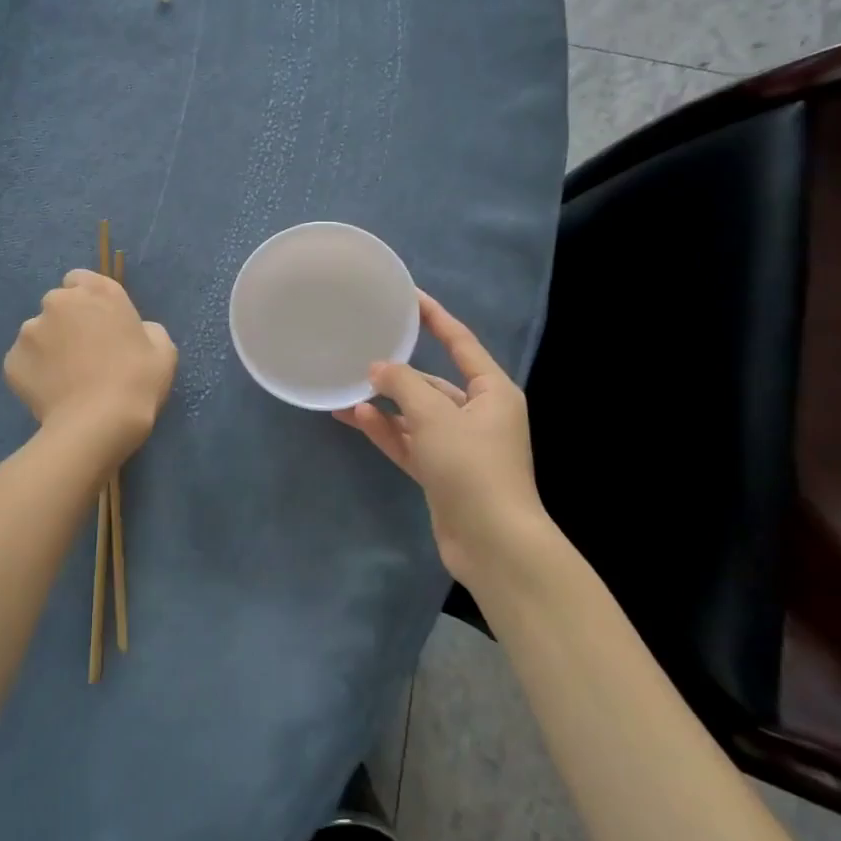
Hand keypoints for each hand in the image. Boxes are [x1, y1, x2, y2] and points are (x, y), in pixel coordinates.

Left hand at [5, 270, 177, 460]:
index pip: (80, 279)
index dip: (88, 302)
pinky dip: (35, 373)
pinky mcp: (12, 360)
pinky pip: (25, 362)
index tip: (98, 325)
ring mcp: (30, 330)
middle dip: (67, 323)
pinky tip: (52, 394)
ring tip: (66, 380)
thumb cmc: (138, 382)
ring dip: (49, 348)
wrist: (98, 423)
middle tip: (84, 355)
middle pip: (58, 305)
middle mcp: (59, 302)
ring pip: (38, 334)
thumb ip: (146, 329)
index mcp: (99, 292)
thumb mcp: (163, 350)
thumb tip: (135, 332)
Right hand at [333, 291, 556, 586]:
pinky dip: (386, 431)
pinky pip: (410, 442)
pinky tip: (355, 417)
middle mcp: (478, 414)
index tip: (409, 296)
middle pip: (433, 382)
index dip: (435, 318)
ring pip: (416, 415)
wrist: (493, 543)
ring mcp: (458, 446)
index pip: (461, 343)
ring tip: (347, 389)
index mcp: (492, 391)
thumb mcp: (435, 416)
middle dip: (399, 372)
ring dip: (385, 404)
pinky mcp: (442, 473)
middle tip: (362, 354)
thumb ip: (402, 385)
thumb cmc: (472, 467)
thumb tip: (377, 368)